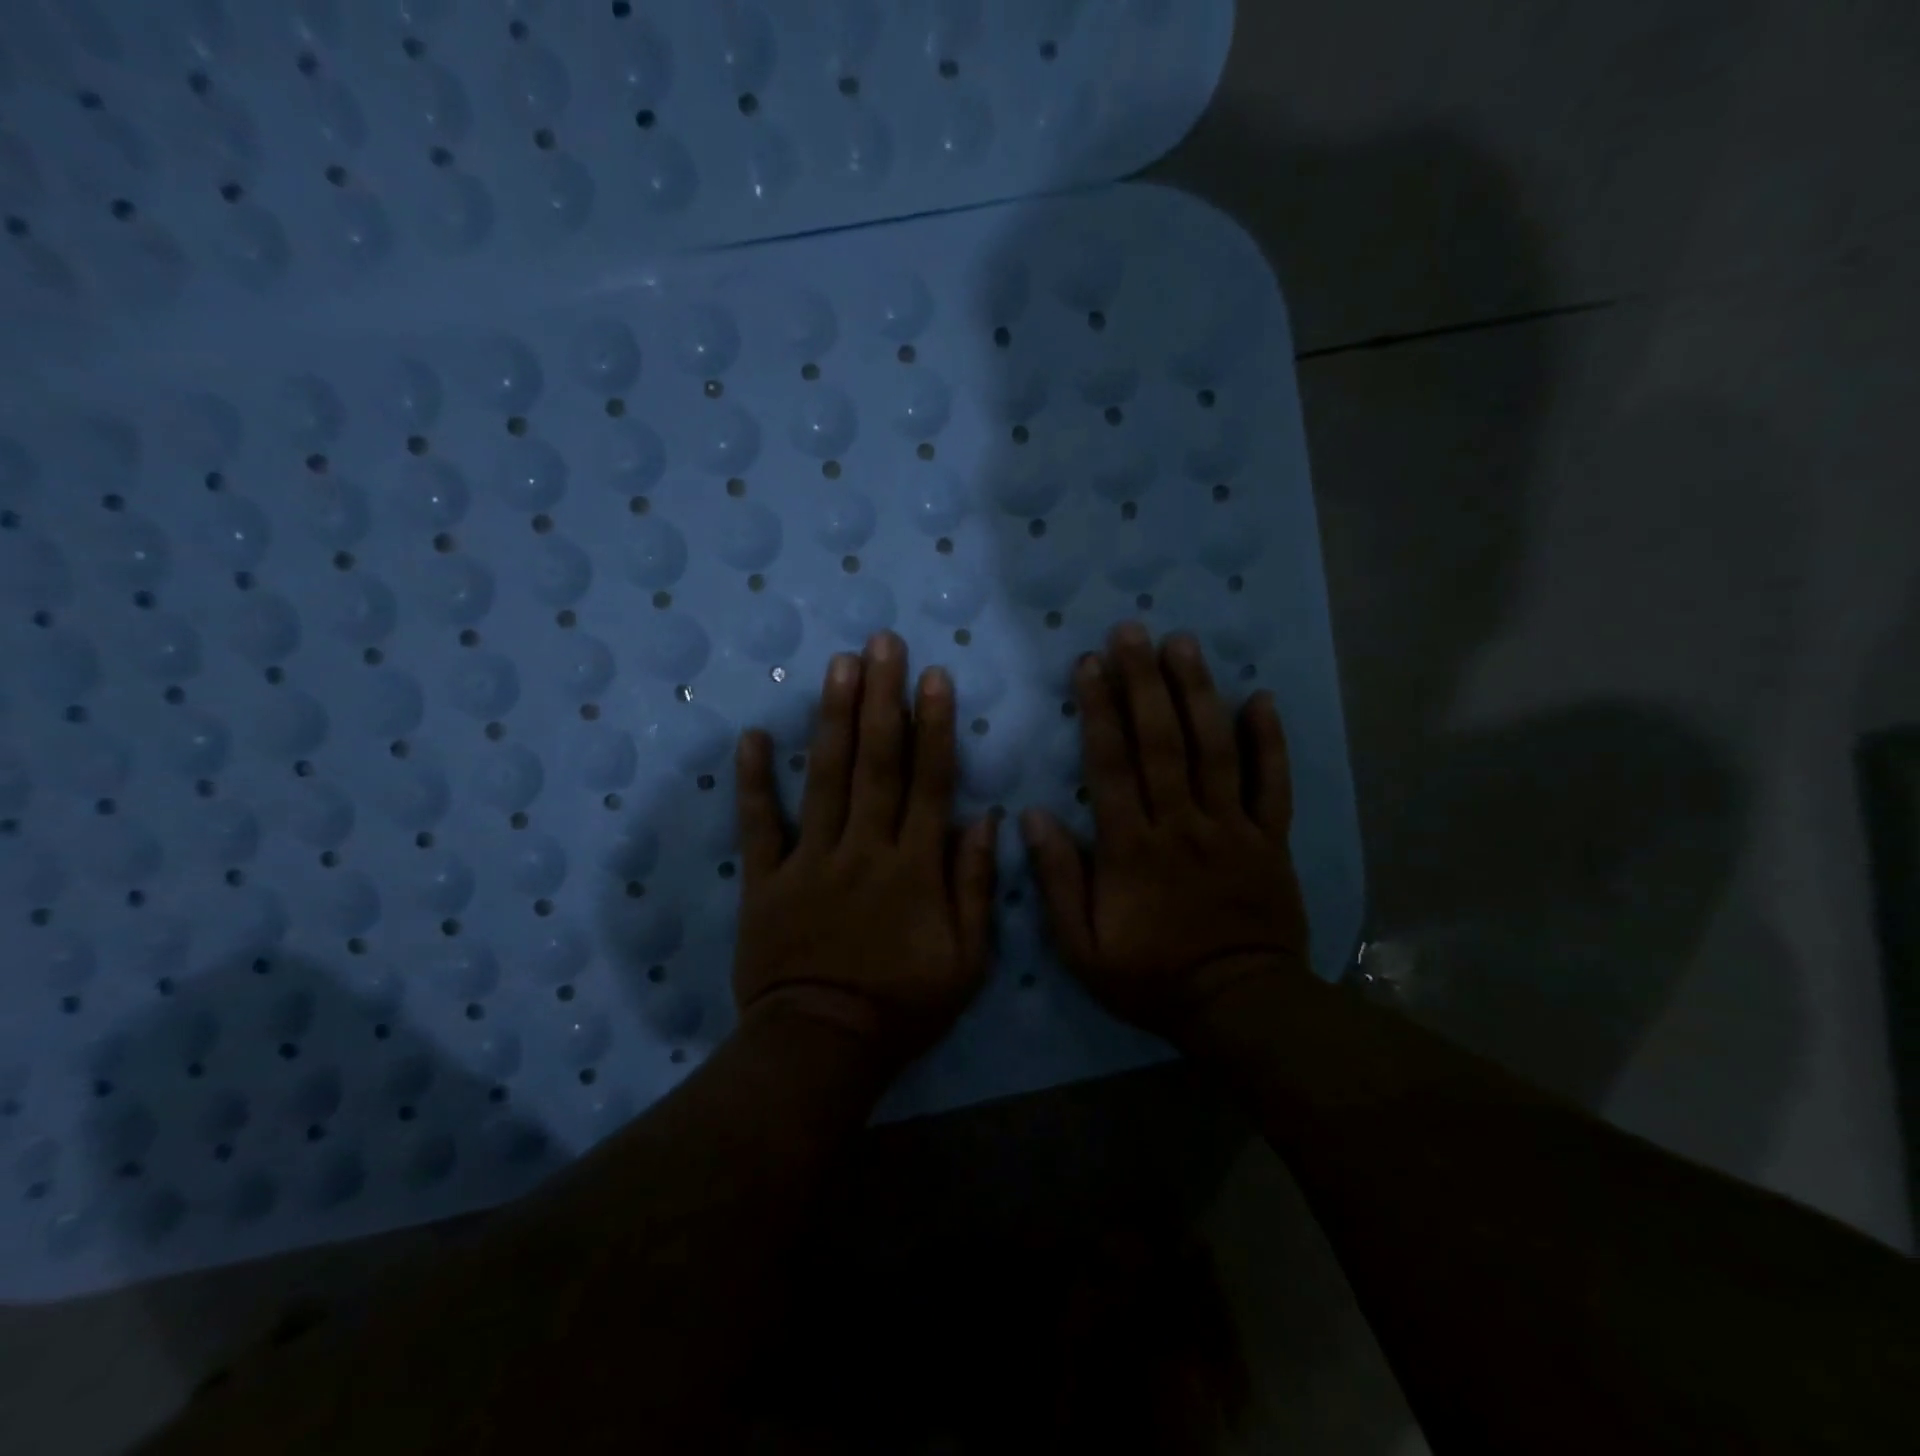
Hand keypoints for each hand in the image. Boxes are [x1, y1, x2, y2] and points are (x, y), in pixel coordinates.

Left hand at [732, 631, 997, 1072]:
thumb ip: (976, 886)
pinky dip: (754, 781)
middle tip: (881, 643)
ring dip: (833, 719)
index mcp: (914, 867)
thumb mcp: (968, 960)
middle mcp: (863, 849)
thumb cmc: (903, 1005)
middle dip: (881, 698)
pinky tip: (753, 736)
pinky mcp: (766, 881)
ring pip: (824, 779)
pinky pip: (759, 825)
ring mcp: (810, 860)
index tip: (934, 676)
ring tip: (837, 665)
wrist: (822, 1047)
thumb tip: (986, 818)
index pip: (928, 782)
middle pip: (876, 763)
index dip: (933, 726)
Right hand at [1021, 623, 1309, 1042]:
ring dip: (1198, 693)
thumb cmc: (1151, 977)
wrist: (1238, 1007)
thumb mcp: (1081, 948)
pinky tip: (1260, 697)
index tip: (1088, 664)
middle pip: (1162, 742)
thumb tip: (1031, 817)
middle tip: (1133, 631)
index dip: (1098, 710)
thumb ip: (1057, 881)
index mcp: (1132, 848)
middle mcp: (1181, 825)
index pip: (1111, 765)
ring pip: (1214, 750)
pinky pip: (1271, 784)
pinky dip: (1268, 740)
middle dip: (1144, 682)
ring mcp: (1231, 828)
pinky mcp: (1270, 839)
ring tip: (1184, 644)